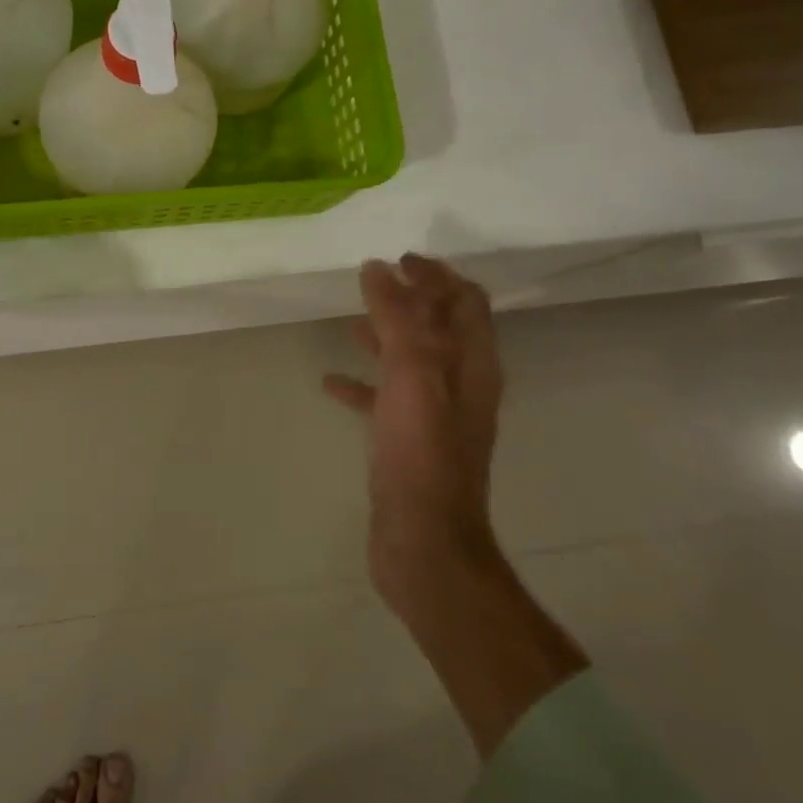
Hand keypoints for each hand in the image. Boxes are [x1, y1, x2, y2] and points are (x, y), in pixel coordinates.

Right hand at [323, 254, 503, 620]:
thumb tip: (379, 269)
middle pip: (441, 328)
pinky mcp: (409, 444)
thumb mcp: (411, 374)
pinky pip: (386, 399)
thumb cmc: (421, 453)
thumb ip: (396, 317)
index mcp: (472, 365)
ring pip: (412, 362)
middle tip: (376, 281)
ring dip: (387, 337)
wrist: (424, 542)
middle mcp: (461, 386)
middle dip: (412, 300)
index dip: (438, 276)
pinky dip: (362, 383)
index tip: (401, 260)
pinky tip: (330, 382)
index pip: (466, 303)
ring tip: (352, 323)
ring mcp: (436, 418)